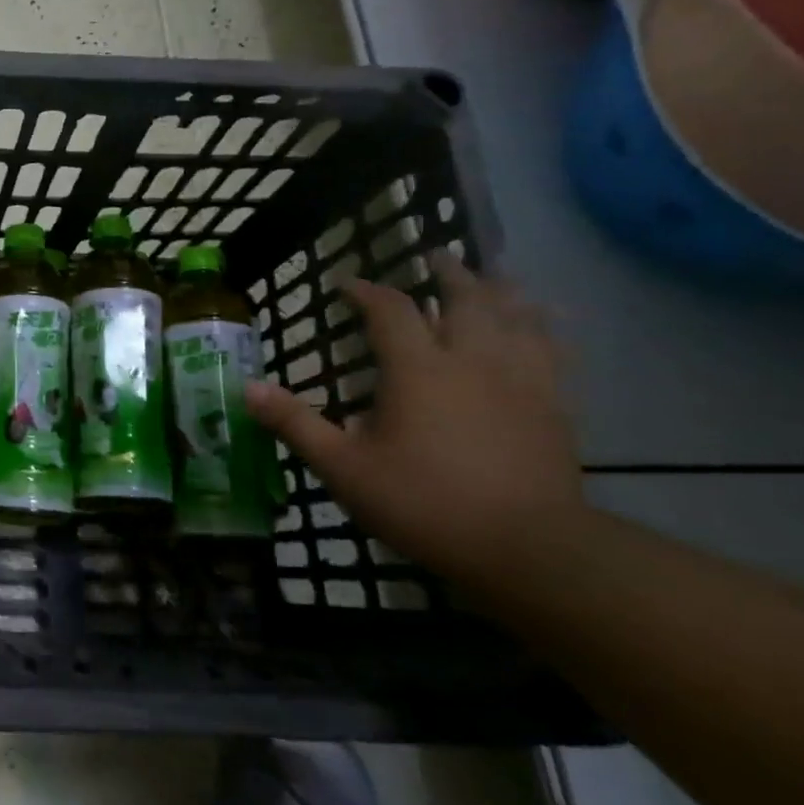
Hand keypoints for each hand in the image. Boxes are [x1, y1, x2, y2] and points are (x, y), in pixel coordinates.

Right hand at [244, 253, 581, 582]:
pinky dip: (544, 329)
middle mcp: (473, 361)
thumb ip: (296, 423)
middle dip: (448, 273)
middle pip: (467, 300)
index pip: (391, 310)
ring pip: (518, 318)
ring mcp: (522, 382)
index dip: (366, 291)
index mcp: (419, 370)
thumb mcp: (343, 467)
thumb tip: (248, 386)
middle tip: (435, 255)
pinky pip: (553, 352)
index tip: (346, 283)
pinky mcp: (555, 408)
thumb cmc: (424, 502)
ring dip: (501, 292)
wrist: (528, 549)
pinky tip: (543, 329)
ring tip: (493, 277)